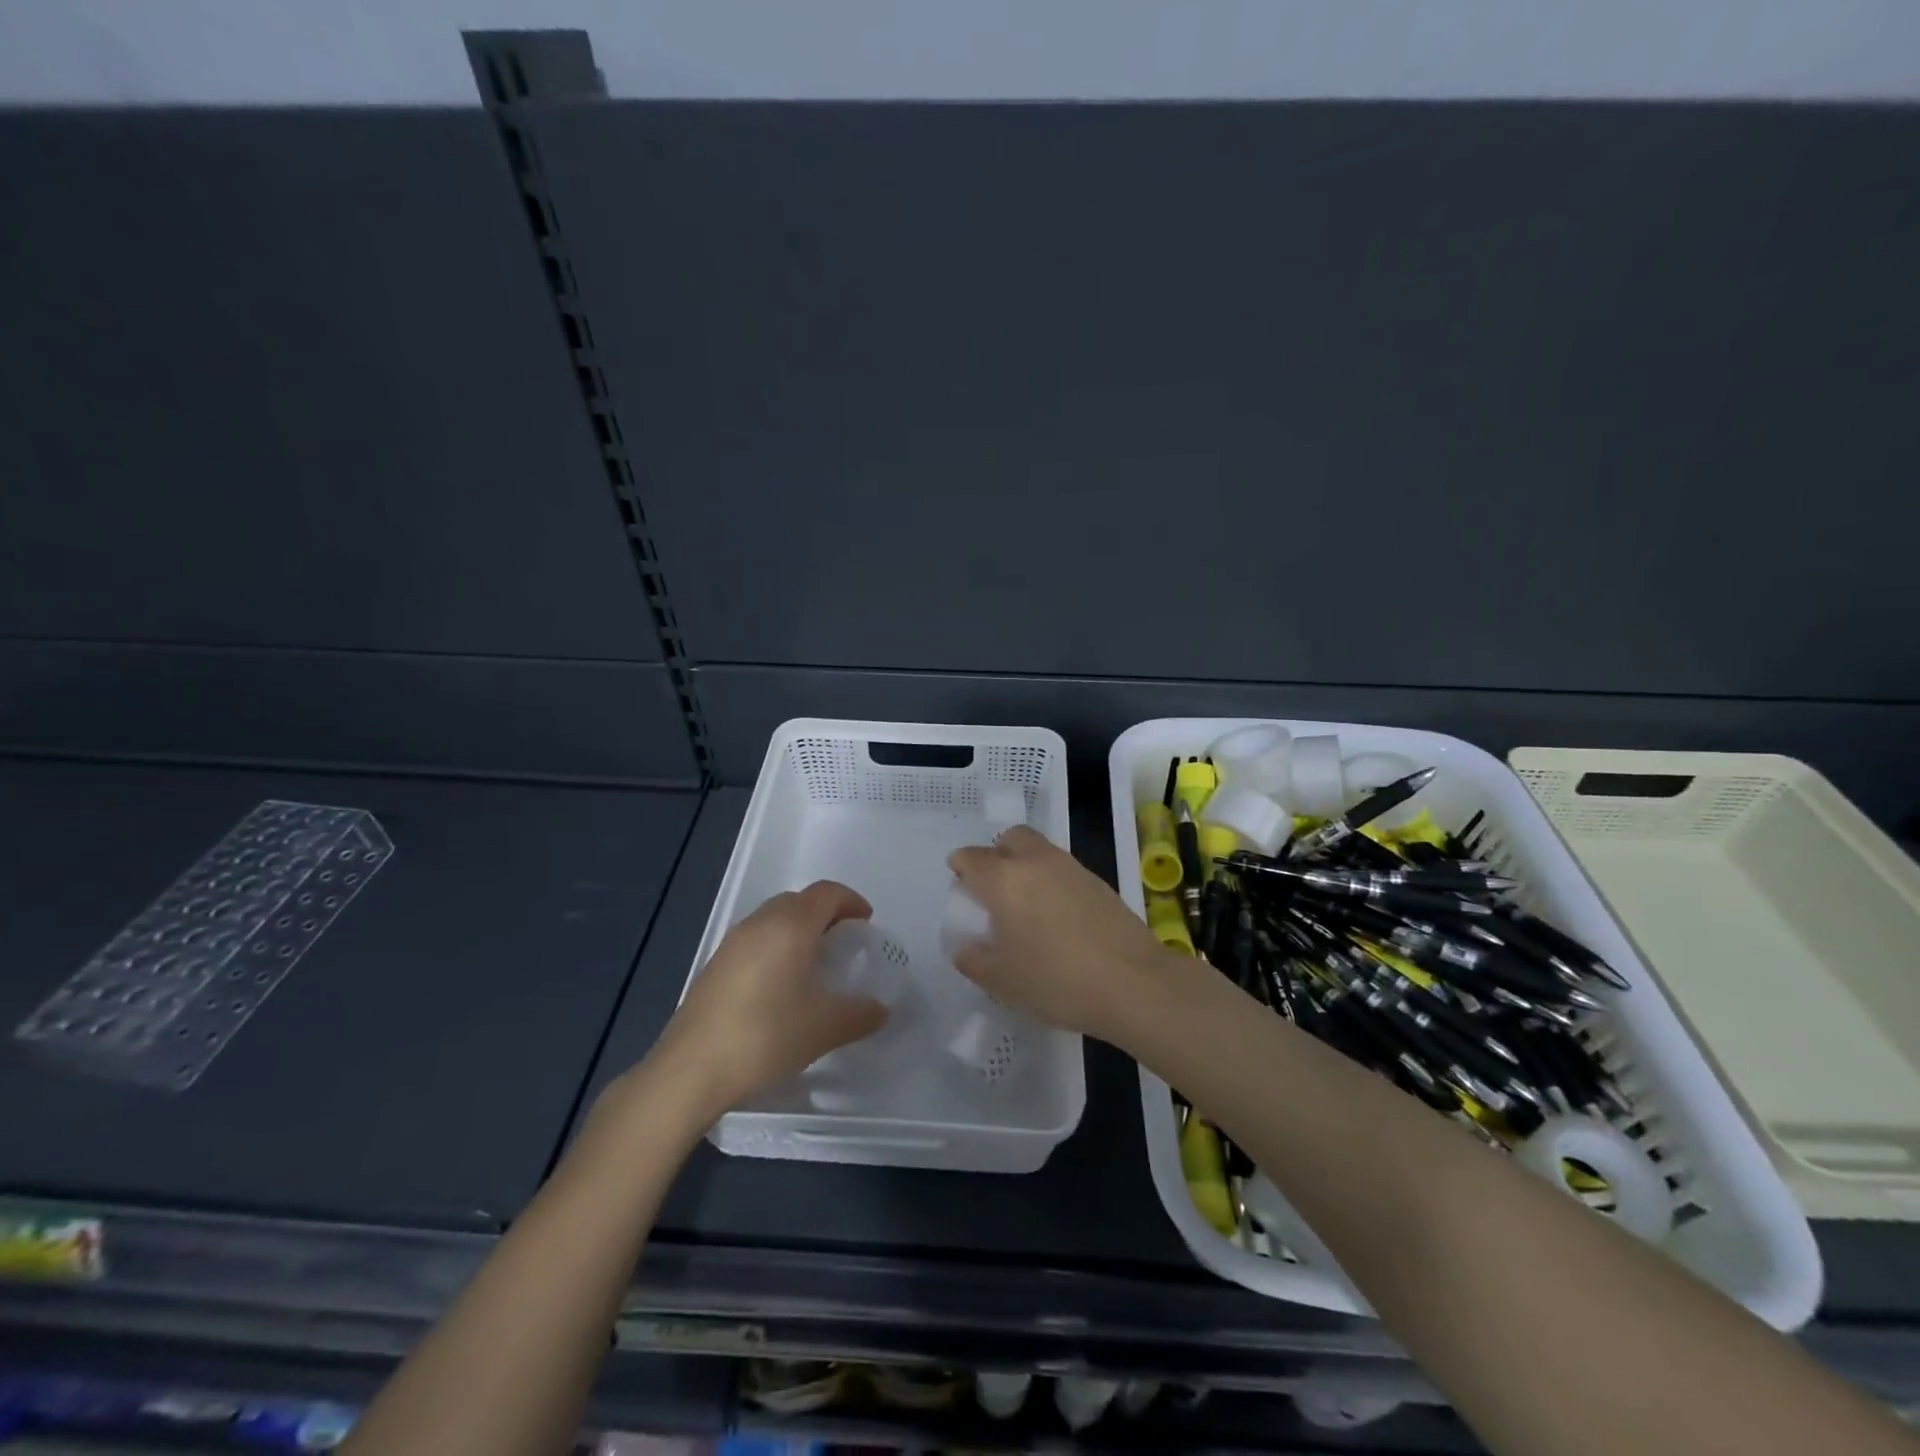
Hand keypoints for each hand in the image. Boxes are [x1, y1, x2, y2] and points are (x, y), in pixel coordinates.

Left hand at [650, 881, 887, 1114]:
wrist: (691, 1069)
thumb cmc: (766, 1036)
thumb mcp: (825, 1029)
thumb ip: (860, 1015)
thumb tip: (881, 1010)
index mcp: (791, 926)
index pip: (827, 894)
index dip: (851, 901)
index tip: (866, 923)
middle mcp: (760, 923)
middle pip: (799, 900)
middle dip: (826, 913)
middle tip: (844, 941)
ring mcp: (732, 942)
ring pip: (774, 918)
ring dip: (799, 928)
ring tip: (814, 962)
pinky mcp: (715, 964)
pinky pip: (755, 938)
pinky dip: (776, 945)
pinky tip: (780, 984)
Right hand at [946, 826, 1180, 1045]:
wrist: (1134, 983)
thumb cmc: (1056, 980)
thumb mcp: (1003, 981)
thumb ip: (975, 961)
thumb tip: (965, 948)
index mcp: (1005, 879)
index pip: (972, 858)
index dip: (960, 866)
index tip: (959, 883)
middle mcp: (1036, 862)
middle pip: (1011, 838)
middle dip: (997, 853)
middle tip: (993, 887)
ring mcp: (1072, 868)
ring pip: (1040, 851)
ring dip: (1026, 866)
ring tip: (1025, 906)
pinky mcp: (1099, 882)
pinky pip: (1063, 869)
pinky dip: (1052, 881)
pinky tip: (1057, 917)